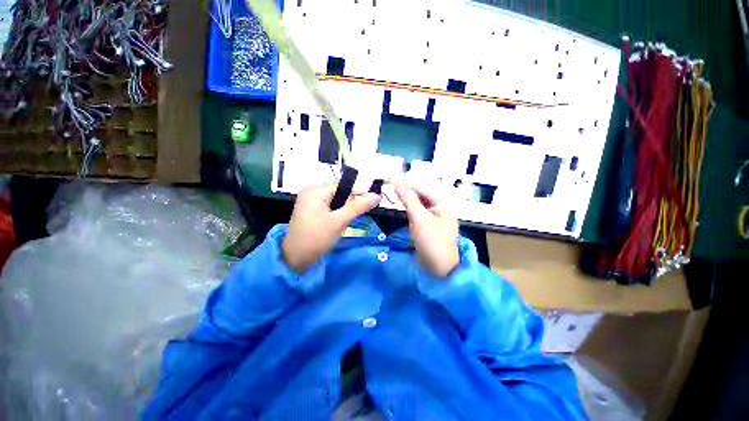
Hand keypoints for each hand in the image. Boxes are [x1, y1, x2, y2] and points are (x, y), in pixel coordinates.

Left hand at [282, 184, 380, 272]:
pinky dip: (337, 214)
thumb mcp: (339, 221)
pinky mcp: (311, 210)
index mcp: (315, 190)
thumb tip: (377, 195)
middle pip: (340, 193)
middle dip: (350, 205)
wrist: (295, 260)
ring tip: (343, 223)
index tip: (372, 204)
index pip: (344, 186)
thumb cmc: (316, 238)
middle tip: (352, 219)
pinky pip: (330, 207)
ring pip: (336, 201)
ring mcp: (310, 201)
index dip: (359, 194)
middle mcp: (311, 191)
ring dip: (344, 211)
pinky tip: (337, 224)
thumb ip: (358, 207)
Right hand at [395, 181, 459, 277]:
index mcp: (444, 200)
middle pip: (421, 191)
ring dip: (406, 196)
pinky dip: (408, 205)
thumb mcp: (419, 218)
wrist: (439, 268)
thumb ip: (408, 198)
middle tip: (389, 184)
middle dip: (406, 188)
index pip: (423, 185)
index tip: (390, 178)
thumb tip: (396, 181)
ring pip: (418, 199)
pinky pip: (417, 208)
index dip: (406, 181)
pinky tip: (399, 202)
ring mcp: (434, 213)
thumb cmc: (432, 242)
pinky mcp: (428, 221)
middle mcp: (440, 204)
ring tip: (392, 192)